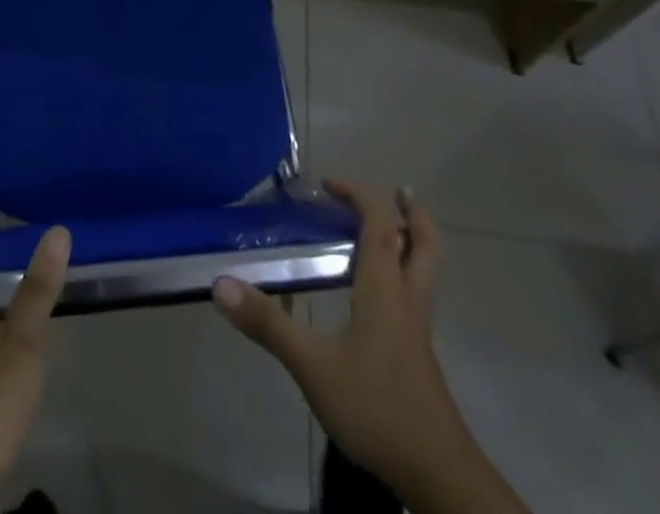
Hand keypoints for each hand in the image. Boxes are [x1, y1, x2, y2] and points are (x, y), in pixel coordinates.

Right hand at [213, 182, 527, 513]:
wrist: (438, 475)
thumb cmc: (376, 409)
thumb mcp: (313, 367)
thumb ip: (269, 326)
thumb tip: (221, 284)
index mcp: (384, 289)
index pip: (379, 224)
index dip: (358, 195)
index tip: (328, 184)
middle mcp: (407, 300)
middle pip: (424, 244)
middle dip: (413, 214)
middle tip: (398, 193)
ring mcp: (419, 331)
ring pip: (426, 271)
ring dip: (413, 242)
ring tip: (393, 232)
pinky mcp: (421, 357)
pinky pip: (417, 297)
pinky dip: (405, 276)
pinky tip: (381, 296)